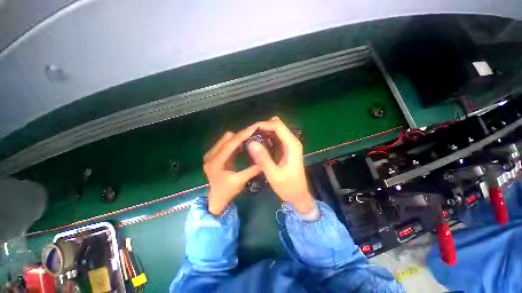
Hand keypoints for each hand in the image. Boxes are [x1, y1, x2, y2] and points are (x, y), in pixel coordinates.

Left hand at [204, 126, 261, 214]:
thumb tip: (264, 160)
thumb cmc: (227, 192)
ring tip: (251, 138)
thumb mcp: (240, 182)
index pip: (230, 144)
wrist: (216, 198)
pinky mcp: (214, 154)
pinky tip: (244, 144)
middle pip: (227, 138)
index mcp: (215, 162)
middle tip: (255, 134)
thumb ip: (252, 170)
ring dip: (239, 138)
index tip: (254, 128)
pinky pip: (226, 143)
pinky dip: (236, 142)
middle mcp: (210, 155)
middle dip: (241, 135)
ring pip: (226, 139)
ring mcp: (211, 153)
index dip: (243, 135)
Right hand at [247, 117, 314, 213]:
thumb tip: (251, 143)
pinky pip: (274, 138)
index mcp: (292, 145)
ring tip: (251, 138)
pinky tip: (257, 144)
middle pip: (277, 125)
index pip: (278, 126)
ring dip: (263, 132)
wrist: (298, 195)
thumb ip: (263, 159)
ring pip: (275, 130)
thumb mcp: (274, 175)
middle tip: (249, 134)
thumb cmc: (288, 187)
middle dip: (262, 127)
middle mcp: (292, 141)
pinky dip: (265, 138)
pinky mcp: (285, 149)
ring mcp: (288, 145)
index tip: (250, 130)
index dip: (263, 124)